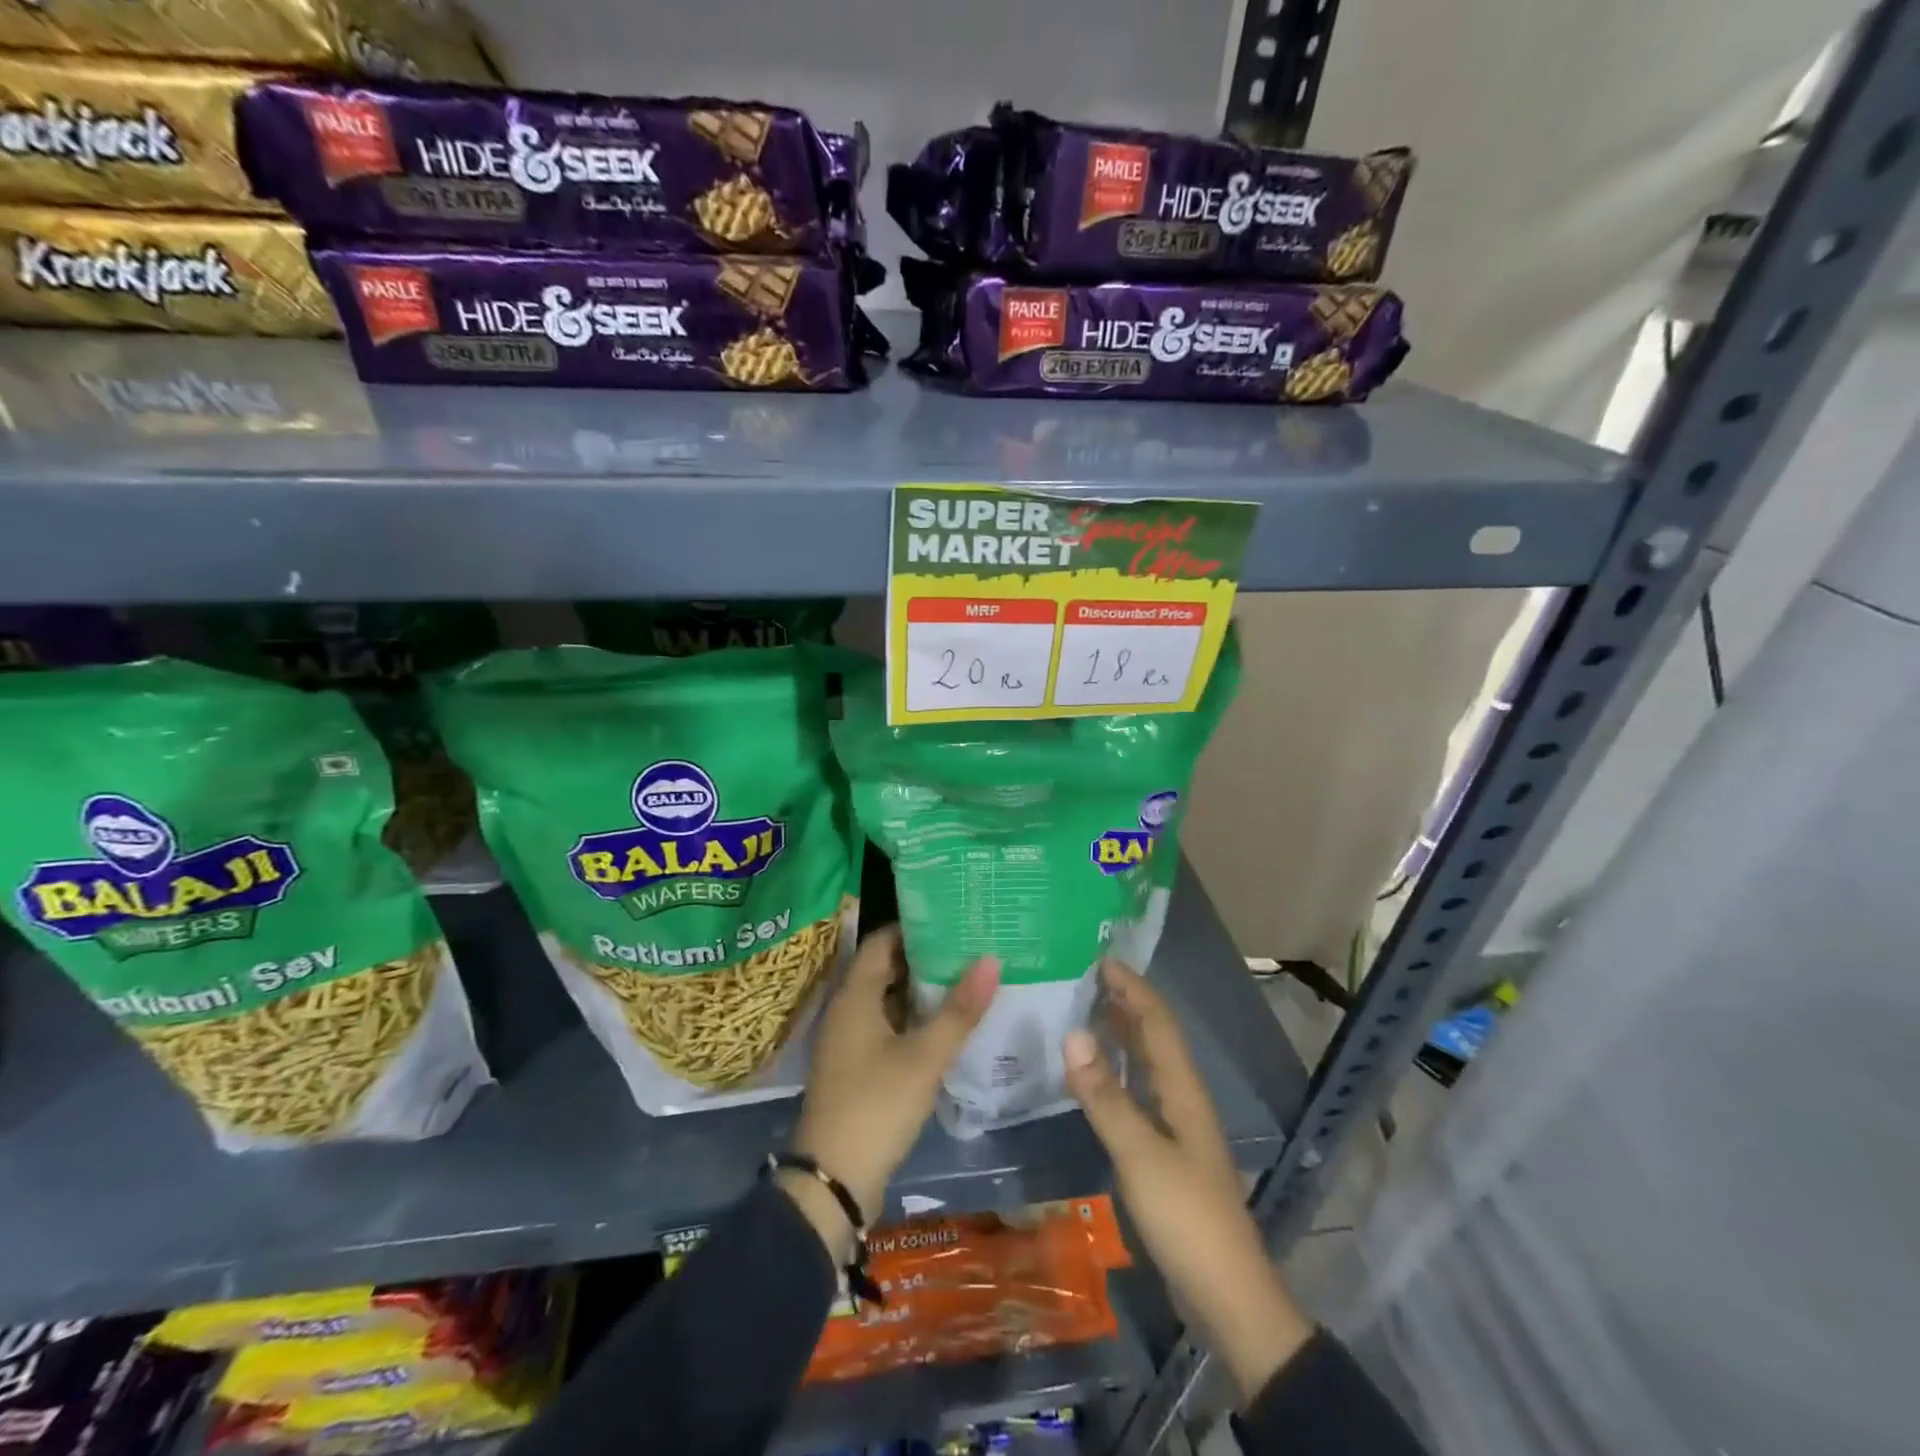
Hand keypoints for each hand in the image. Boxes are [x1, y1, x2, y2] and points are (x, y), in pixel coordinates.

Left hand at [784, 925, 998, 1260]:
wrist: (833, 1179)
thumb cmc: (876, 1105)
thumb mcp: (924, 1057)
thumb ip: (959, 1010)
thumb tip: (991, 958)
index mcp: (854, 995)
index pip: (883, 940)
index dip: (917, 927)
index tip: (955, 920)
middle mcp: (846, 1009)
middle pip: (886, 968)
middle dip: (926, 958)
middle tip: (970, 948)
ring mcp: (849, 1040)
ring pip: (888, 999)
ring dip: (922, 990)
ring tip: (967, 980)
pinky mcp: (856, 1066)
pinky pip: (887, 1026)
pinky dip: (913, 1019)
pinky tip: (946, 1025)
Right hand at [1064, 959, 1312, 1405]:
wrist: (1227, 1296)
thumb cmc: (1187, 1217)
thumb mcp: (1140, 1154)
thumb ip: (1105, 1095)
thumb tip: (1072, 1032)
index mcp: (1183, 1089)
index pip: (1157, 1022)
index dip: (1132, 987)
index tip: (1099, 958)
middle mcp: (1181, 1098)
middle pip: (1154, 1037)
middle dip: (1124, 1003)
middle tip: (1082, 979)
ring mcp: (1175, 1127)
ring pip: (1146, 1065)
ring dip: (1119, 1035)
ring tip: (1082, 1013)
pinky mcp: (1164, 1153)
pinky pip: (1137, 1094)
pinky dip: (1115, 1074)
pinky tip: (1091, 1079)